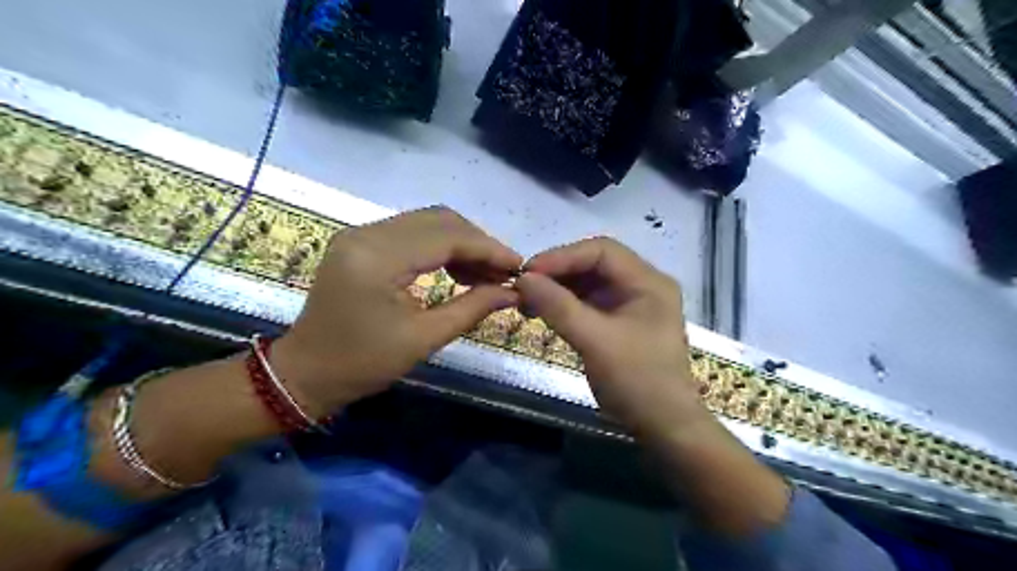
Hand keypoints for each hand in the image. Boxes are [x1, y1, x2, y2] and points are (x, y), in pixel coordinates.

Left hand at [274, 205, 519, 414]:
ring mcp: (360, 234)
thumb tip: (513, 292)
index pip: (446, 237)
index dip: (488, 248)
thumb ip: (472, 308)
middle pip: (439, 220)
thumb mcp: (423, 339)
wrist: (304, 373)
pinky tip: (457, 270)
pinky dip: (441, 247)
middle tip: (503, 272)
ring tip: (485, 274)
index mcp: (377, 258)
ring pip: (427, 222)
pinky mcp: (361, 241)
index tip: (519, 266)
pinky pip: (412, 233)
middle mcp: (366, 233)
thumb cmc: (361, 364)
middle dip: (478, 243)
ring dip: (461, 243)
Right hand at [516, 236, 708, 436]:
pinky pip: (588, 303)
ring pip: (588, 283)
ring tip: (527, 300)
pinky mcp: (619, 323)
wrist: (664, 427)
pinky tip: (542, 312)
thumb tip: (524, 279)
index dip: (562, 256)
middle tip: (524, 286)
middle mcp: (642, 286)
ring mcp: (631, 304)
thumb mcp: (595, 341)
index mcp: (648, 282)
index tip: (528, 272)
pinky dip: (564, 305)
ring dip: (557, 289)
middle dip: (558, 273)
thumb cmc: (637, 381)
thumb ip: (559, 307)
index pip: (601, 251)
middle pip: (594, 264)